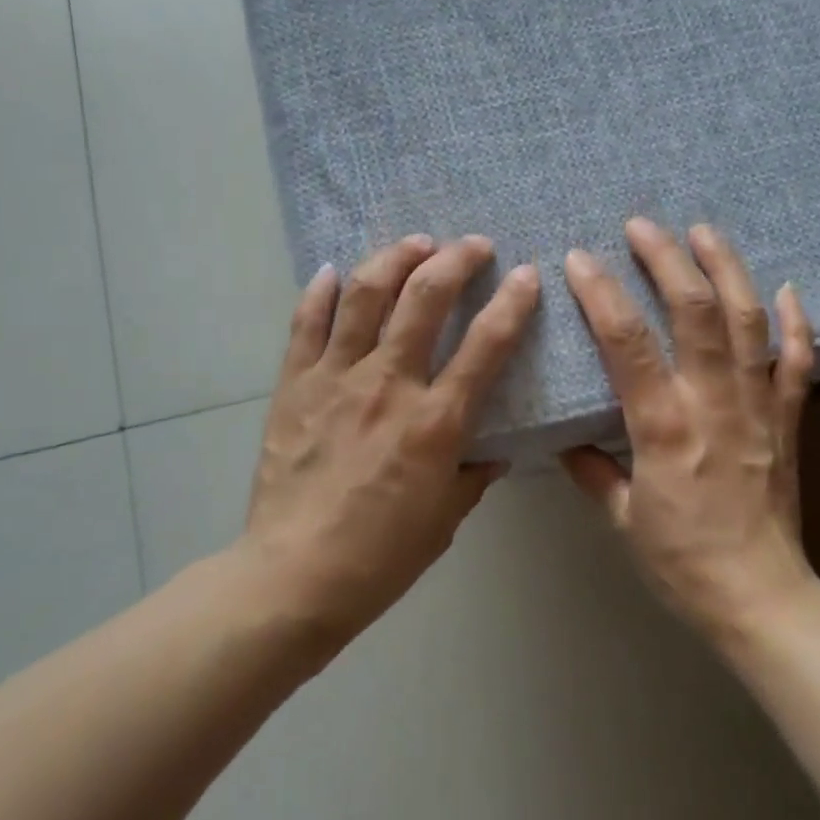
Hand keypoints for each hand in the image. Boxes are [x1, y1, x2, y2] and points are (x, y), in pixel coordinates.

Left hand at [240, 234, 540, 640]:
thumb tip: (495, 449)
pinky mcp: (294, 384)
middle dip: (455, 260)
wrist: (295, 575)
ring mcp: (335, 378)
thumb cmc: (381, 555)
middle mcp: (388, 385)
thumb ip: (475, 474)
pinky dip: (321, 291)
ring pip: (366, 295)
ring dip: (395, 258)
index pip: (486, 345)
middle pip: (424, 299)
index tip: (526, 275)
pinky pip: (306, 324)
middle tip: (473, 245)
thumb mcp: (446, 518)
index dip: (512, 303)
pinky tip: (335, 271)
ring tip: (416, 244)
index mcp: (435, 422)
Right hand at [561, 218, 819, 641]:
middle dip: (667, 261)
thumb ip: (593, 470)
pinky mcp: (789, 420)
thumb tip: (565, 437)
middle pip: (696, 314)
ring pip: (749, 323)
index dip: (603, 295)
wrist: (763, 598)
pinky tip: (788, 288)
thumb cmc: (682, 563)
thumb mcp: (622, 520)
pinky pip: (799, 362)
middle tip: (643, 225)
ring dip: (727, 269)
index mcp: (665, 430)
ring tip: (705, 231)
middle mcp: (714, 405)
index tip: (580, 259)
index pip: (629, 345)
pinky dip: (797, 322)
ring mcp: (759, 408)